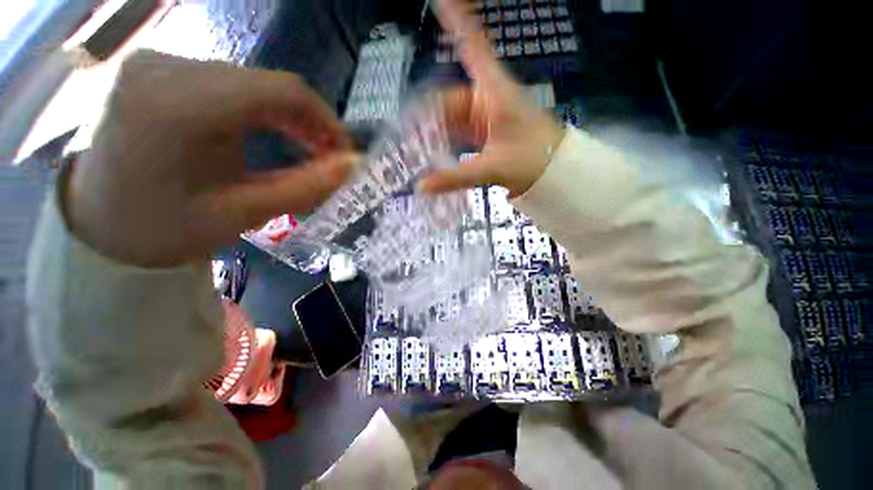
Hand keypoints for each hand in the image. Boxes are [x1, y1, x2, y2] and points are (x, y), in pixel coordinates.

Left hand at [65, 51, 356, 266]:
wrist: (99, 225)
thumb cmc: (167, 230)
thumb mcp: (245, 213)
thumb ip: (306, 187)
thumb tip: (352, 167)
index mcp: (180, 106)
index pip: (282, 91)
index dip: (326, 120)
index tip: (343, 152)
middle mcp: (165, 68)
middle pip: (266, 84)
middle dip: (308, 122)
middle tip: (327, 156)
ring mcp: (157, 63)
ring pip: (251, 82)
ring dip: (286, 116)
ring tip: (304, 148)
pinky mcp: (156, 70)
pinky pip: (227, 82)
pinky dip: (259, 109)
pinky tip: (269, 132)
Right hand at [418, 0, 565, 196]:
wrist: (554, 171)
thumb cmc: (531, 159)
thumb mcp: (492, 168)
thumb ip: (456, 177)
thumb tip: (422, 187)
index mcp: (494, 91)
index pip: (472, 46)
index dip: (455, 21)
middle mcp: (486, 98)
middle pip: (447, 98)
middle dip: (425, 116)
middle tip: (402, 136)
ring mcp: (483, 116)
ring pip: (450, 118)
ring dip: (432, 132)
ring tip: (411, 147)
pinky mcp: (483, 132)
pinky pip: (458, 131)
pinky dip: (444, 141)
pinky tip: (431, 151)